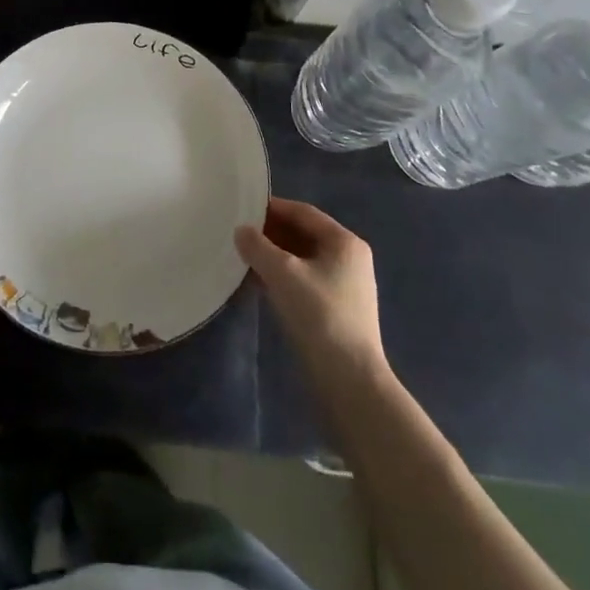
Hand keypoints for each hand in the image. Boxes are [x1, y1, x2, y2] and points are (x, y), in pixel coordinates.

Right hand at [235, 197, 386, 379]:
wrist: (350, 381)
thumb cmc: (319, 315)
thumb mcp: (283, 274)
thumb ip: (258, 246)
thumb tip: (241, 231)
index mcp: (344, 242)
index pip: (303, 212)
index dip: (272, 208)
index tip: (242, 209)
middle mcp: (349, 259)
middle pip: (303, 235)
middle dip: (271, 234)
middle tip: (239, 235)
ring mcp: (344, 286)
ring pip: (302, 260)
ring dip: (274, 257)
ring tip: (243, 258)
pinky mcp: (336, 310)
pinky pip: (304, 281)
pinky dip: (282, 278)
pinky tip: (259, 285)